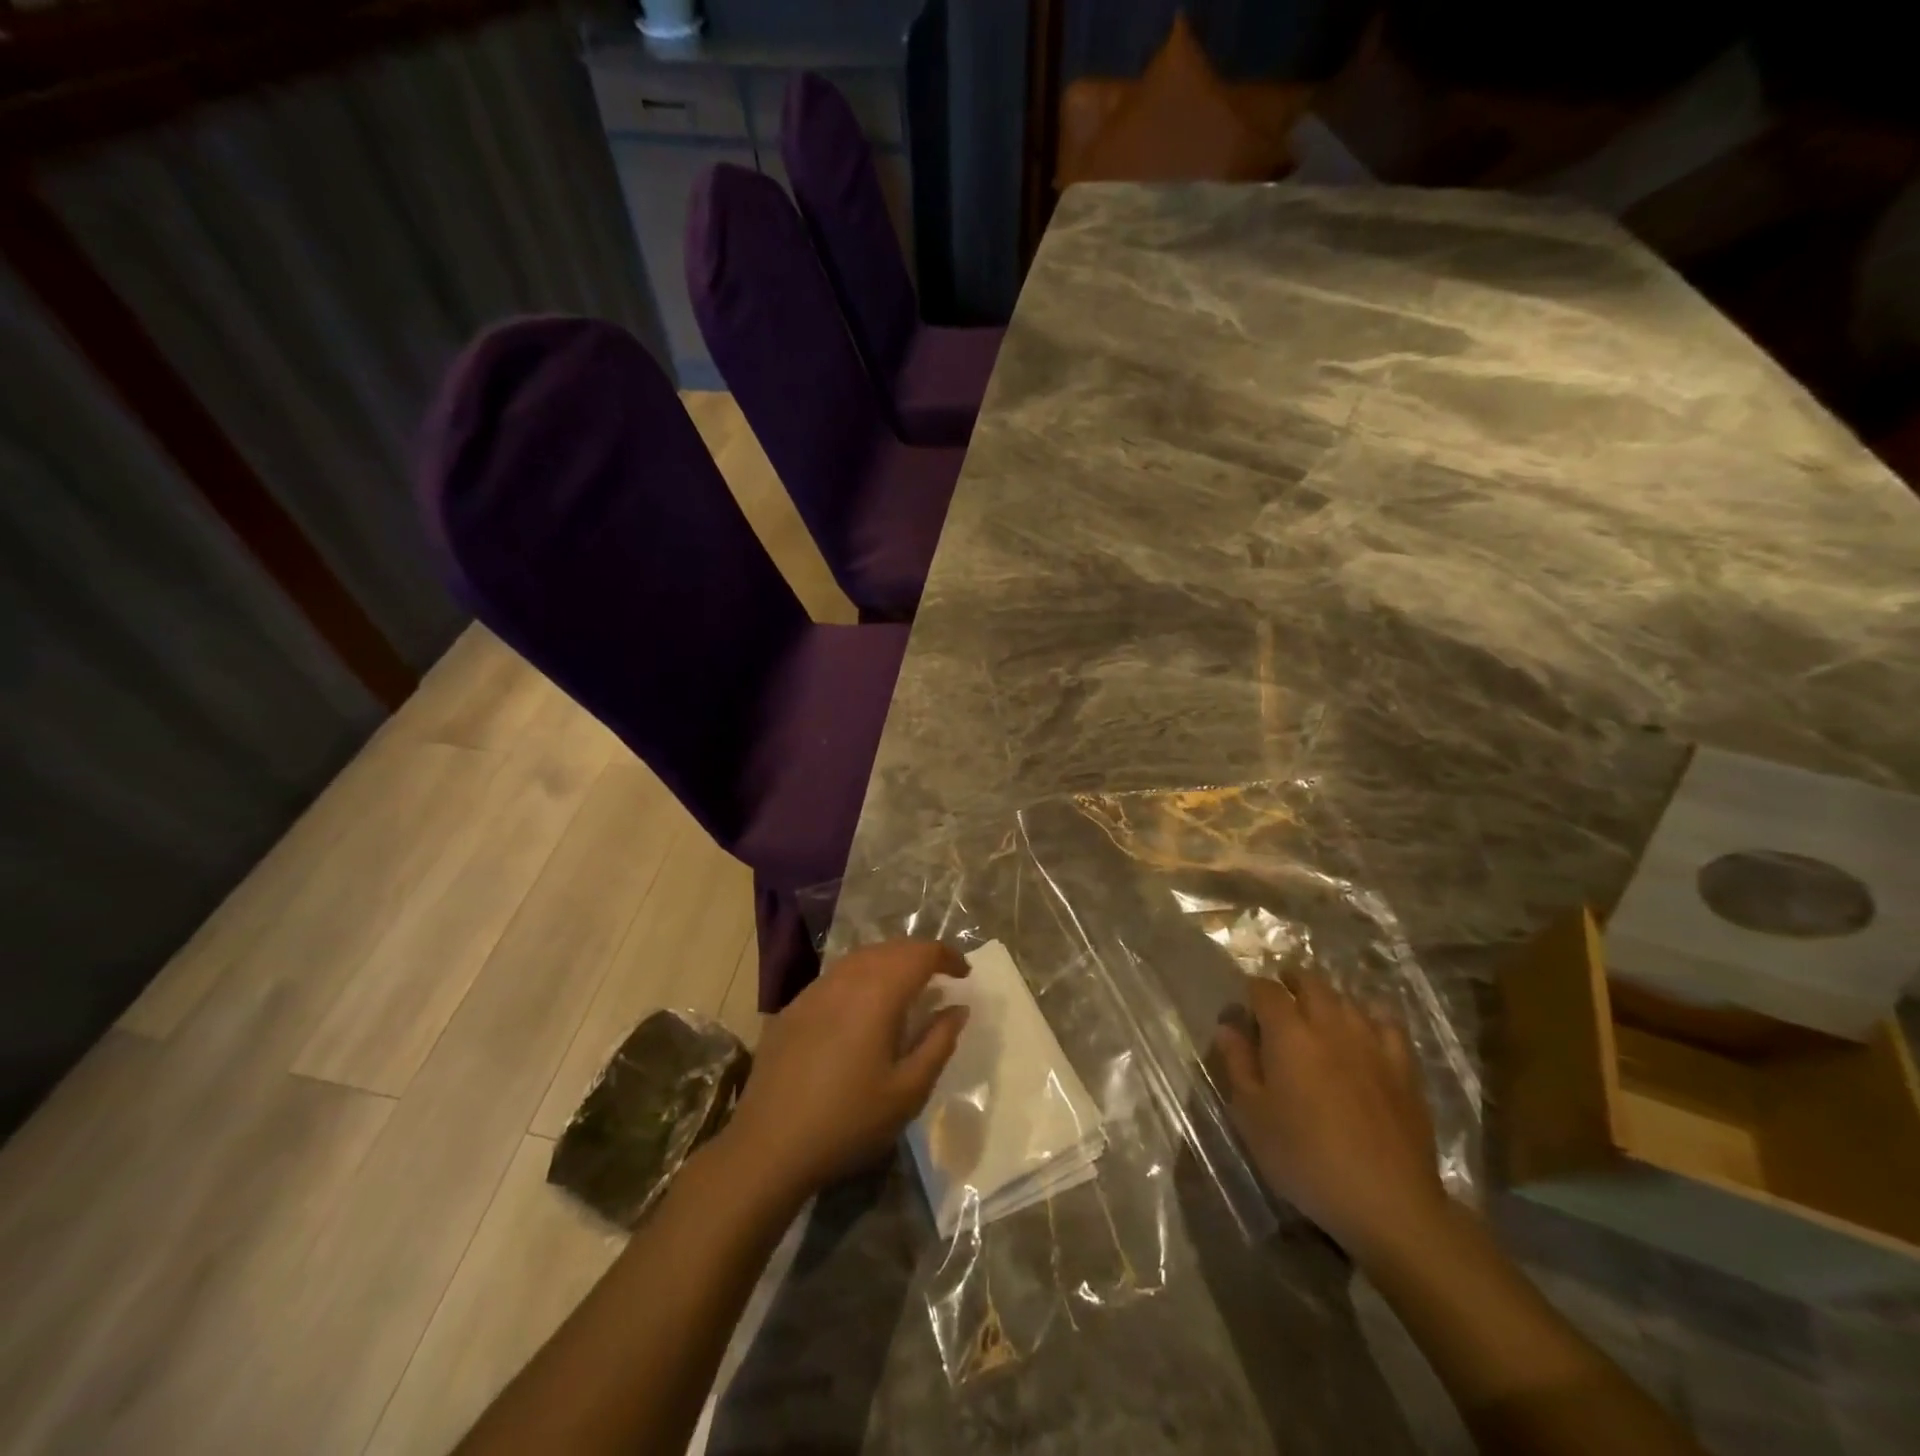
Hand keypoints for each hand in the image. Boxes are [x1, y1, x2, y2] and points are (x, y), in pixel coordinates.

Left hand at [723, 939, 969, 1199]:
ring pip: (860, 957)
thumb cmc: (848, 1121)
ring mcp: (814, 990)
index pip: (920, 953)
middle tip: (940, 977)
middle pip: (890, 948)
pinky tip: (861, 1008)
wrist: (768, 1146)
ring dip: (889, 963)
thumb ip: (938, 1043)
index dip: (947, 956)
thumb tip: (957, 1009)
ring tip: (905, 988)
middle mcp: (846, 979)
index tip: (964, 974)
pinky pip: (836, 976)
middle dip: (919, 955)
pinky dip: (860, 978)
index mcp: (878, 993)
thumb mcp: (908, 1092)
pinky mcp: (793, 1007)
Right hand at [1213, 973, 1449, 1264]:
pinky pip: (1386, 1021)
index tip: (1243, 1009)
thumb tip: (1228, 1027)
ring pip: (1346, 998)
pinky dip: (1369, 1016)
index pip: (1265, 989)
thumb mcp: (1252, 1116)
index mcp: (1288, 1032)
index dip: (1251, 992)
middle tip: (1279, 1002)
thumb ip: (1237, 1064)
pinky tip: (1363, 1030)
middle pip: (1309, 982)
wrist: (1387, 1201)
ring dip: (1326, 998)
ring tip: (1316, 1015)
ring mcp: (1371, 1041)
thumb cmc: (1306, 1158)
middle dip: (1290, 983)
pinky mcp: (1403, 1064)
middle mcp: (1329, 1024)